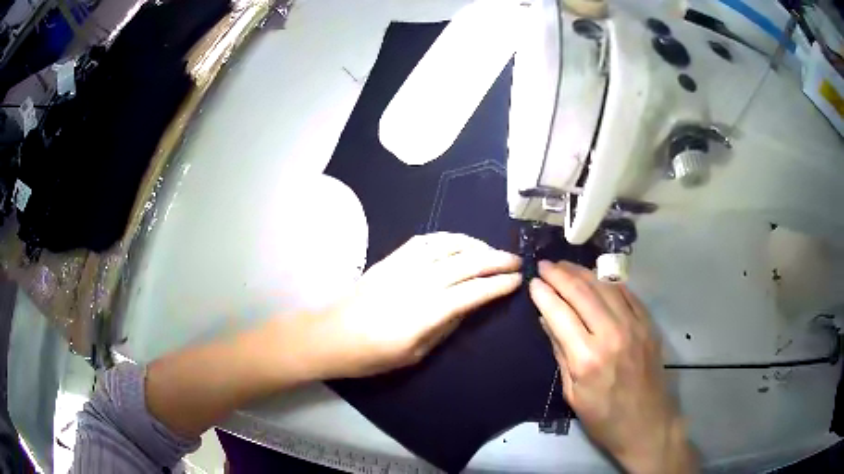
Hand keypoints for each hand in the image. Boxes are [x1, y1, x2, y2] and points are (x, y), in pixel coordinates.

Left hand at [301, 232, 521, 378]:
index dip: (498, 285)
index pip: (473, 292)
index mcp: (426, 312)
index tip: (517, 280)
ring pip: (447, 246)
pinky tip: (458, 242)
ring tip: (491, 250)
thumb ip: (445, 327)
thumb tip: (468, 307)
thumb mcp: (414, 354)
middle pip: (466, 264)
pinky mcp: (391, 259)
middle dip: (495, 260)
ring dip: (475, 245)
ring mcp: (403, 266)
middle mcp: (419, 283)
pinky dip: (447, 238)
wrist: (331, 336)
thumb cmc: (372, 355)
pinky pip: (424, 240)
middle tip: (516, 260)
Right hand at [529, 261, 696, 473]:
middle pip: (582, 293)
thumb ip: (560, 353)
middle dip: (560, 275)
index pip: (560, 313)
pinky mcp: (648, 324)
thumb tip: (547, 319)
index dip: (544, 294)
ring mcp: (634, 326)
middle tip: (545, 265)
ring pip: (604, 287)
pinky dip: (608, 282)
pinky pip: (627, 294)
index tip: (533, 281)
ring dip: (582, 272)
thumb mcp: (573, 394)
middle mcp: (611, 335)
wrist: (647, 424)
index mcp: (586, 358)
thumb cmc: (604, 418)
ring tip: (566, 266)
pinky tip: (596, 277)